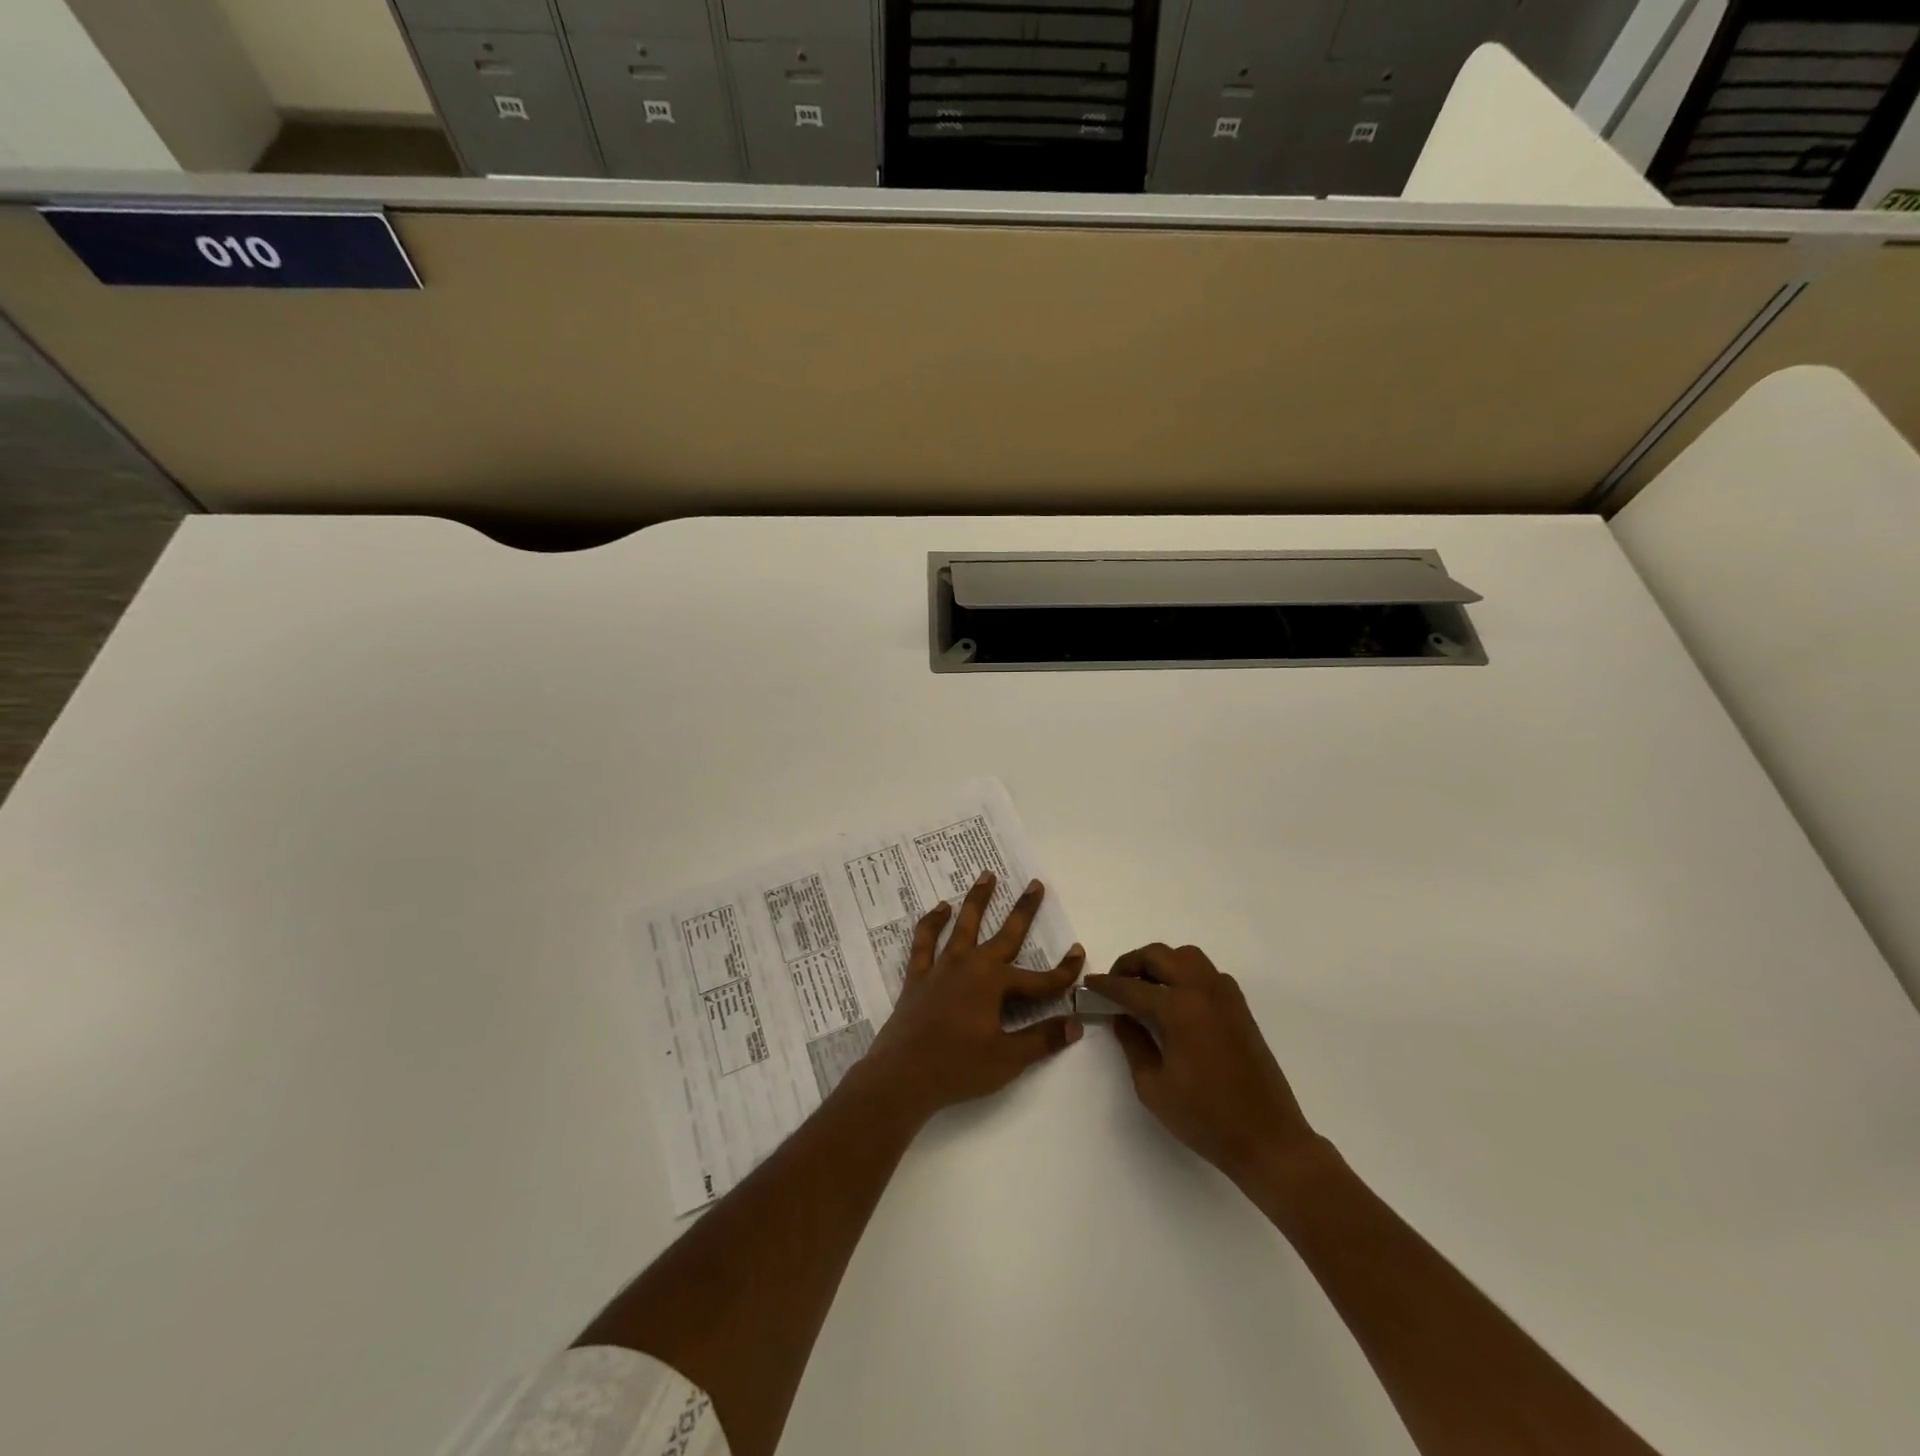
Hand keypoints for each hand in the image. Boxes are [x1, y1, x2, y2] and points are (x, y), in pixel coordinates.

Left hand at [855, 872, 1083, 1124]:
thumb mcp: (1008, 1058)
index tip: (1079, 953)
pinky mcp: (918, 977)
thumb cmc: (958, 1068)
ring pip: (964, 926)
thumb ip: (1042, 1039)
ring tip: (986, 875)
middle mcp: (970, 966)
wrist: (902, 1076)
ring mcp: (942, 968)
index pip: (1039, 978)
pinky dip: (931, 923)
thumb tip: (1075, 1025)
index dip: (1063, 971)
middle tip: (1035, 884)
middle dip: (1023, 910)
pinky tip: (939, 908)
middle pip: (1004, 934)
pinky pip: (925, 942)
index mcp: (994, 984)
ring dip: (977, 900)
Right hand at [1083, 944, 1320, 1189]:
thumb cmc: (1205, 1118)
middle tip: (1115, 982)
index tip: (1089, 984)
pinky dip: (1185, 973)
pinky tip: (1176, 1000)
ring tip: (1144, 986)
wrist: (1269, 1140)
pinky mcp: (1240, 1007)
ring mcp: (1225, 996)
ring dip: (1161, 962)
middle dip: (1132, 963)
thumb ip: (1133, 1044)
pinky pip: (1207, 972)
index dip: (1106, 985)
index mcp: (1179, 1009)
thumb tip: (1122, 1017)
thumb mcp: (1153, 1087)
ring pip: (1186, 956)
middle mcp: (1202, 991)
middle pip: (1160, 955)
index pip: (1132, 987)